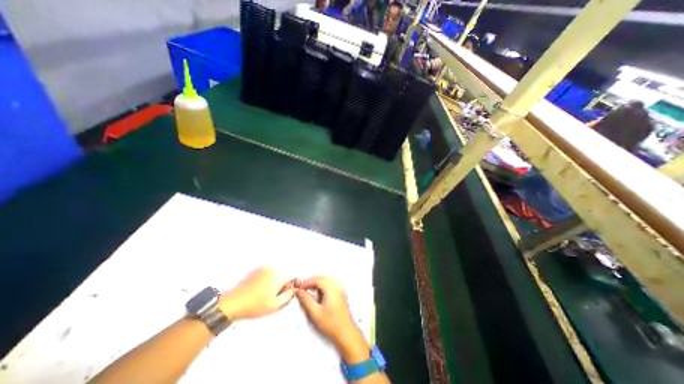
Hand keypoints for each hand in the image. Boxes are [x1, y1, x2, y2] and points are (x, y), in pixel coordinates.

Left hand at [217, 267, 295, 319]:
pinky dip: (267, 279)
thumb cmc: (255, 305)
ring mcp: (263, 268)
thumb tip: (293, 290)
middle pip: (284, 274)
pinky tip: (259, 289)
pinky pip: (267, 273)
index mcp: (279, 276)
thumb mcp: (275, 305)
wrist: (233, 302)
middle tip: (275, 295)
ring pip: (276, 274)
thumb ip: (288, 296)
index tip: (286, 292)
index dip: (292, 284)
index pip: (293, 276)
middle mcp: (273, 268)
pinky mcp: (256, 269)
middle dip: (283, 283)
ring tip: (266, 293)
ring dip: (275, 281)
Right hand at [294, 277, 368, 362]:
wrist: (346, 333)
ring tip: (309, 291)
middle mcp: (337, 287)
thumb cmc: (332, 324)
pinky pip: (330, 284)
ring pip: (327, 280)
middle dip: (312, 281)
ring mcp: (340, 289)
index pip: (318, 279)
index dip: (308, 282)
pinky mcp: (341, 294)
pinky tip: (318, 295)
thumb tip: (300, 292)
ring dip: (317, 283)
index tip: (301, 287)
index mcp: (332, 289)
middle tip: (304, 288)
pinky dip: (323, 286)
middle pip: (323, 277)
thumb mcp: (316, 313)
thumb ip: (306, 300)